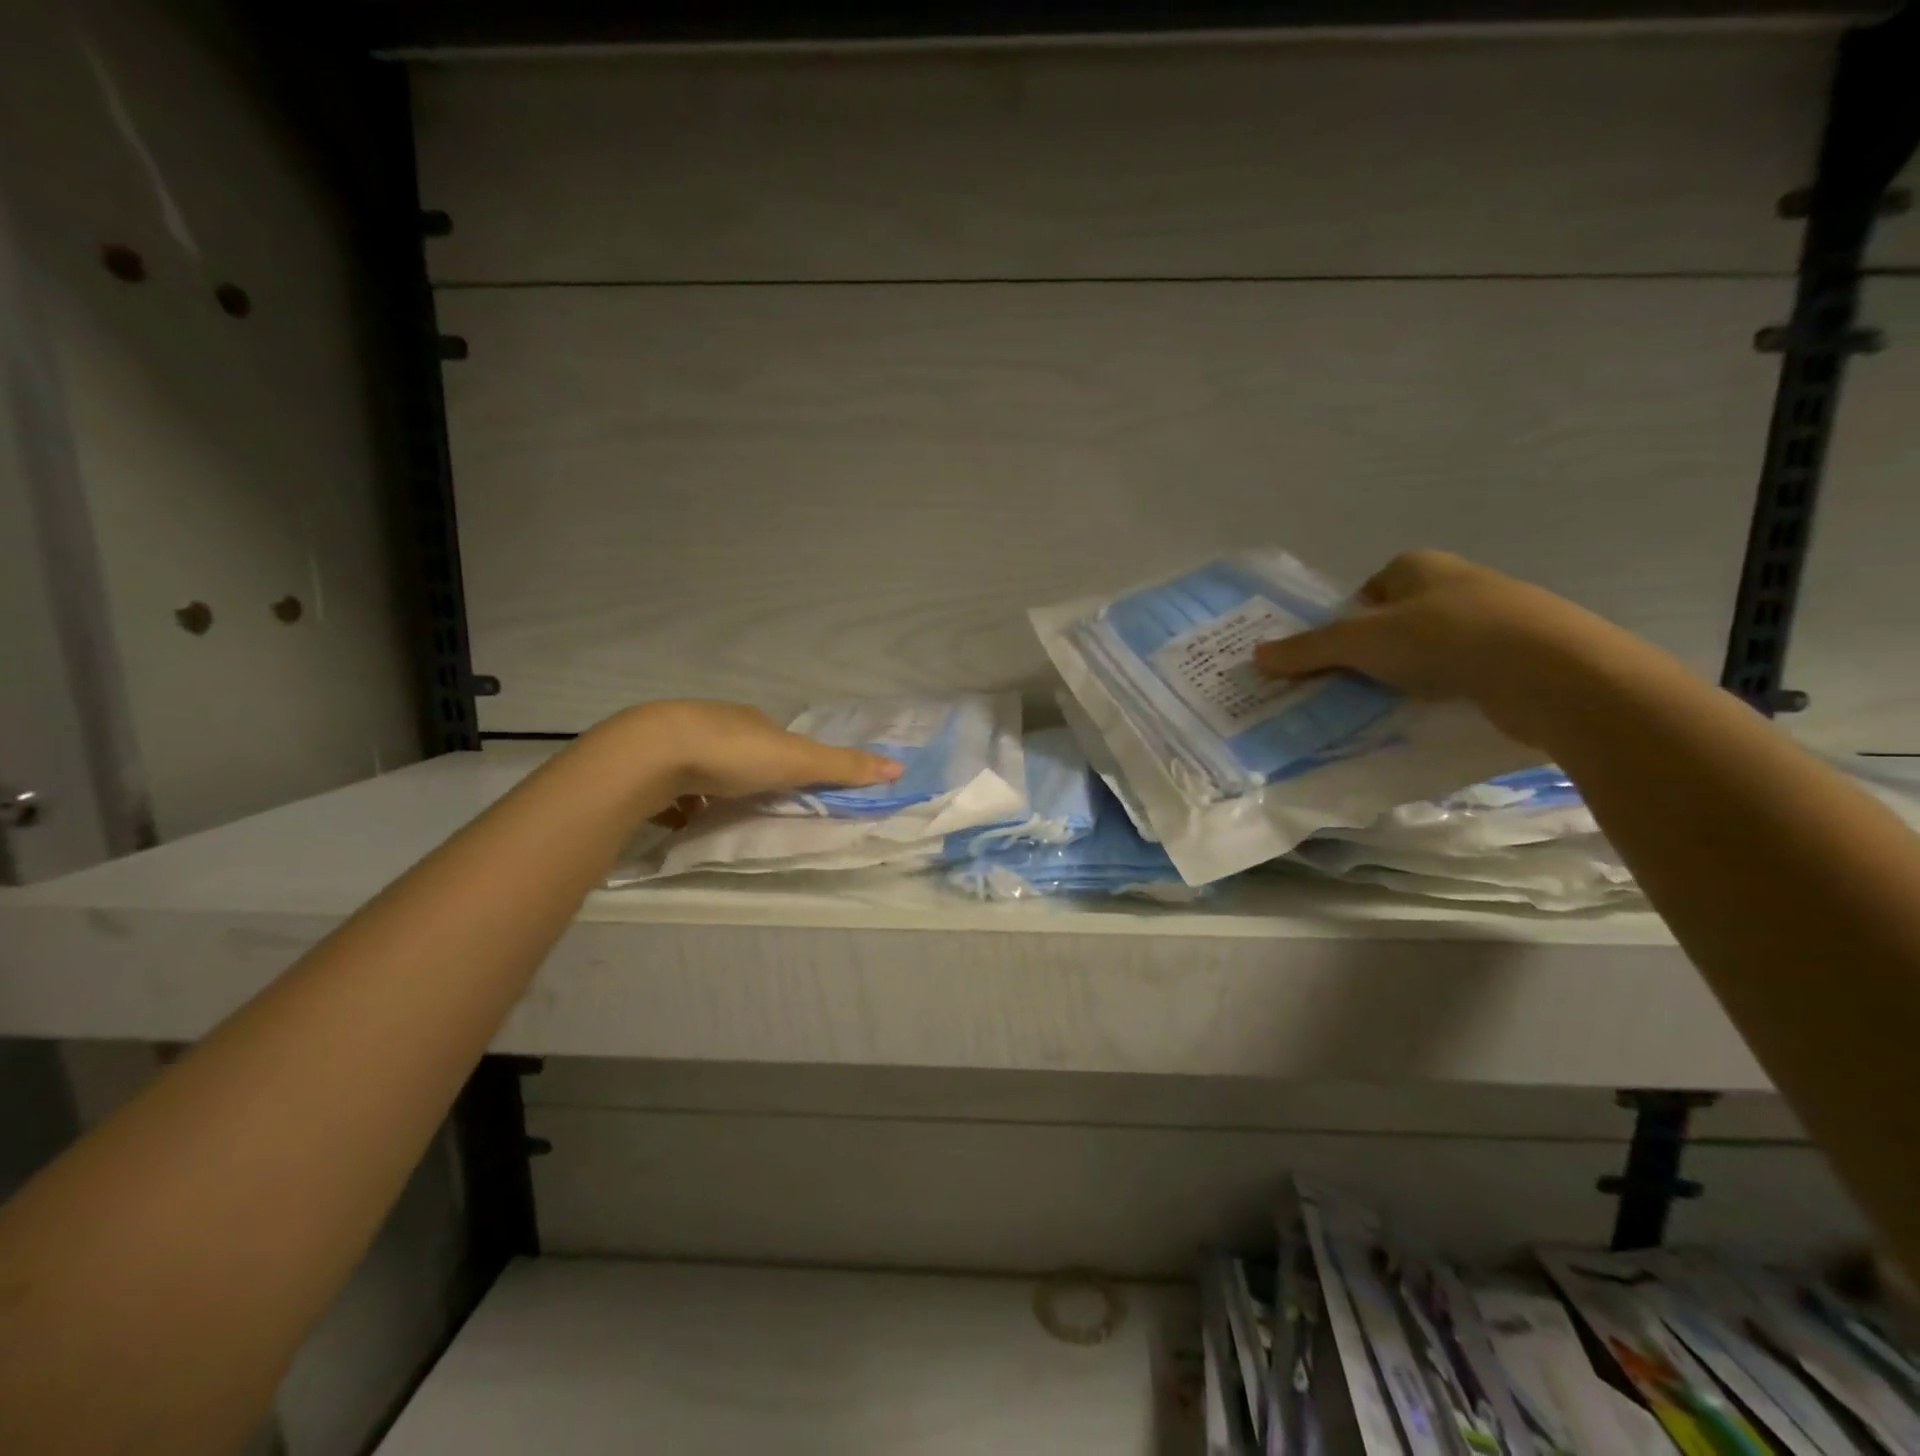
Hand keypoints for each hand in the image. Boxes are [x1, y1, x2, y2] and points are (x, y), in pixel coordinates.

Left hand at [593, 700, 903, 802]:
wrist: (652, 754)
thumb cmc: (733, 753)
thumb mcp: (798, 761)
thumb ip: (844, 767)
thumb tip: (899, 766)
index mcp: (751, 721)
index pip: (775, 738)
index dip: (785, 759)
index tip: (790, 783)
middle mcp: (714, 724)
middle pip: (737, 750)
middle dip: (746, 773)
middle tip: (755, 803)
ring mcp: (676, 743)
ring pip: (701, 767)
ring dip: (710, 787)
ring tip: (717, 817)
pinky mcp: (646, 766)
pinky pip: (668, 786)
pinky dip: (677, 801)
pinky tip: (679, 821)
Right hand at [1252, 550, 1629, 742]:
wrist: (1550, 671)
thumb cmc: (1444, 638)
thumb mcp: (1360, 642)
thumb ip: (1308, 649)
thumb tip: (1257, 655)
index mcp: (1419, 565)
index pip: (1369, 589)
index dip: (1347, 622)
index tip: (1336, 656)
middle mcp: (1456, 583)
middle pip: (1396, 620)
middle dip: (1372, 651)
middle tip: (1349, 684)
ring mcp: (1493, 618)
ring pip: (1430, 647)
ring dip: (1407, 673)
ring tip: (1388, 703)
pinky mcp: (1518, 655)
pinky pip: (1462, 671)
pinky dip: (1443, 690)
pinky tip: (1433, 712)